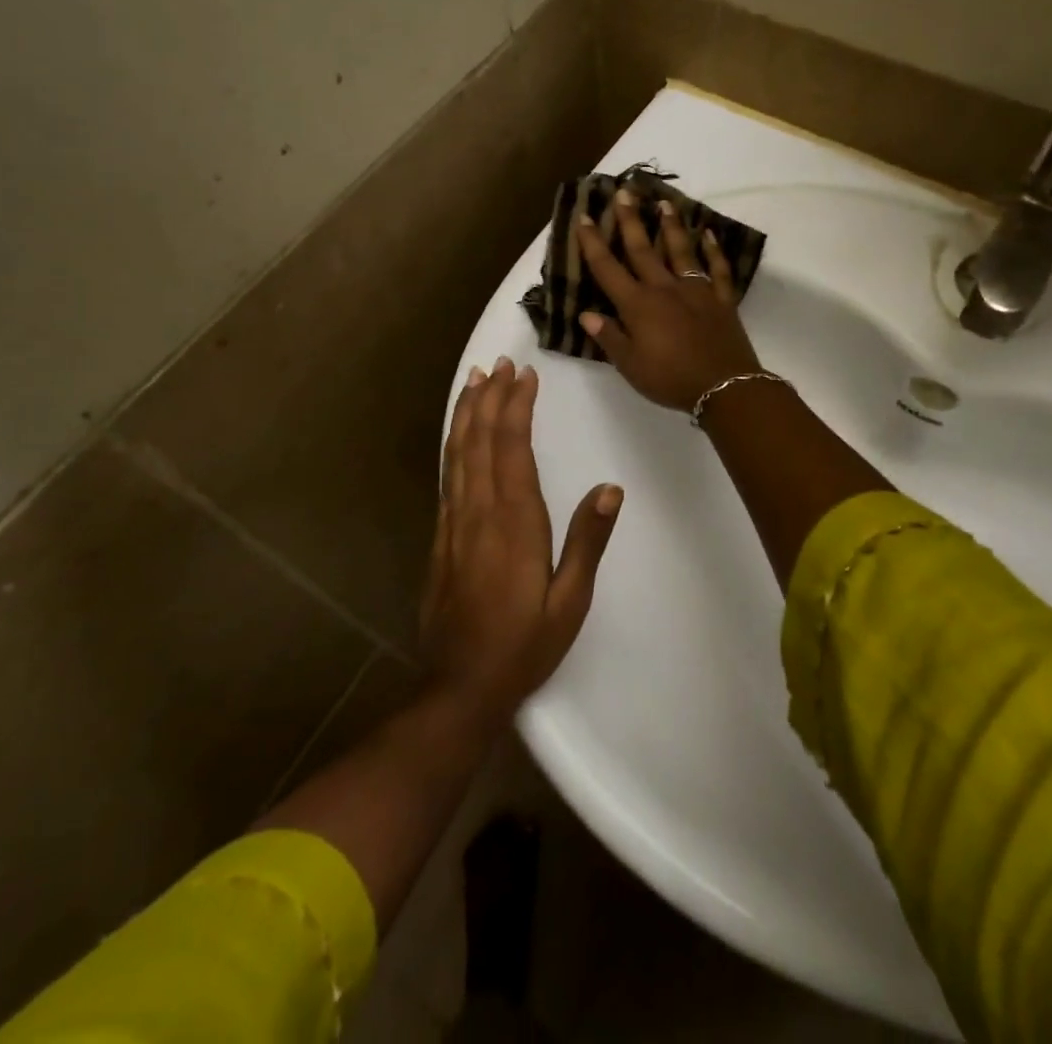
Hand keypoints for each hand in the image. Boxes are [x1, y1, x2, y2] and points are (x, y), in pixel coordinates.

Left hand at [423, 357, 621, 724]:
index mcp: (513, 522)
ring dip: (466, 414)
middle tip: (498, 364)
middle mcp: (478, 512)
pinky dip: (453, 445)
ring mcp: (454, 523)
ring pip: (457, 454)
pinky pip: (447, 476)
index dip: (516, 407)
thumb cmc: (523, 645)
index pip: (512, 448)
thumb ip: (587, 541)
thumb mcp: (570, 601)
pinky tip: (458, 435)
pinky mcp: (441, 537)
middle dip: (489, 398)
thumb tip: (610, 489)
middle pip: (480, 441)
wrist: (459, 687)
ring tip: (474, 381)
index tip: (524, 375)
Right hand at [574, 190, 763, 412]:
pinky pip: (717, 269)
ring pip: (680, 250)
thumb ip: (609, 337)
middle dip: (630, 220)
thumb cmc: (670, 379)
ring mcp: (696, 290)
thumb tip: (586, 313)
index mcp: (637, 305)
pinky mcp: (721, 299)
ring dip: (671, 225)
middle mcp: (664, 289)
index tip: (585, 217)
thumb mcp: (630, 365)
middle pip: (643, 249)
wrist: (724, 386)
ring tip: (664, 202)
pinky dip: (714, 250)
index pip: (608, 269)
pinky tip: (709, 234)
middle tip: (624, 191)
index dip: (593, 243)